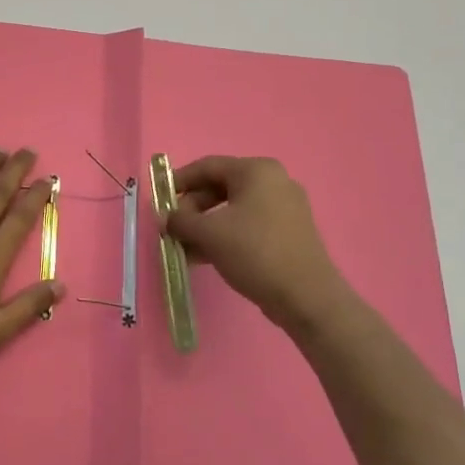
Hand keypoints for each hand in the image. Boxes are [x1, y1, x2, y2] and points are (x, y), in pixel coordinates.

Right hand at [165, 155, 358, 336]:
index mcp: (257, 171)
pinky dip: (224, 236)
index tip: (159, 200)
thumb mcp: (209, 234)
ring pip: (232, 210)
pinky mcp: (288, 232)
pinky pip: (247, 225)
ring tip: (184, 248)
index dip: (178, 181)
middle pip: (219, 187)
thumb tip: (164, 219)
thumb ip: (180, 221)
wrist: (306, 297)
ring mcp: (284, 208)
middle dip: (192, 209)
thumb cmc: (255, 252)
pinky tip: (204, 257)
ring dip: (204, 226)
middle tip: (172, 229)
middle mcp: (273, 182)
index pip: (207, 166)